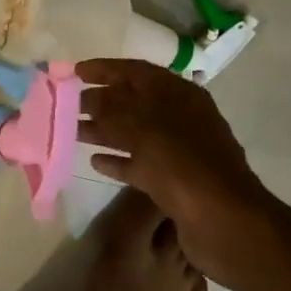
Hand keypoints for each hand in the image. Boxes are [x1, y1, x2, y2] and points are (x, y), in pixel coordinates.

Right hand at [78, 58, 278, 288]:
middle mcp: (180, 117)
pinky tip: (94, 162)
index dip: (104, 69)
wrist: (223, 221)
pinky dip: (118, 161)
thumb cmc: (182, 164)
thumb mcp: (142, 128)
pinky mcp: (174, 182)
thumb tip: (90, 99)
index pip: (136, 71)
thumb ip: (112, 110)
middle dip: (100, 100)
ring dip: (104, 130)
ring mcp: (179, 151)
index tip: (74, 72)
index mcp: (178, 94)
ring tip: (72, 131)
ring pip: (134, 133)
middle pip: (134, 101)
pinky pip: (140, 164)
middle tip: (67, 104)